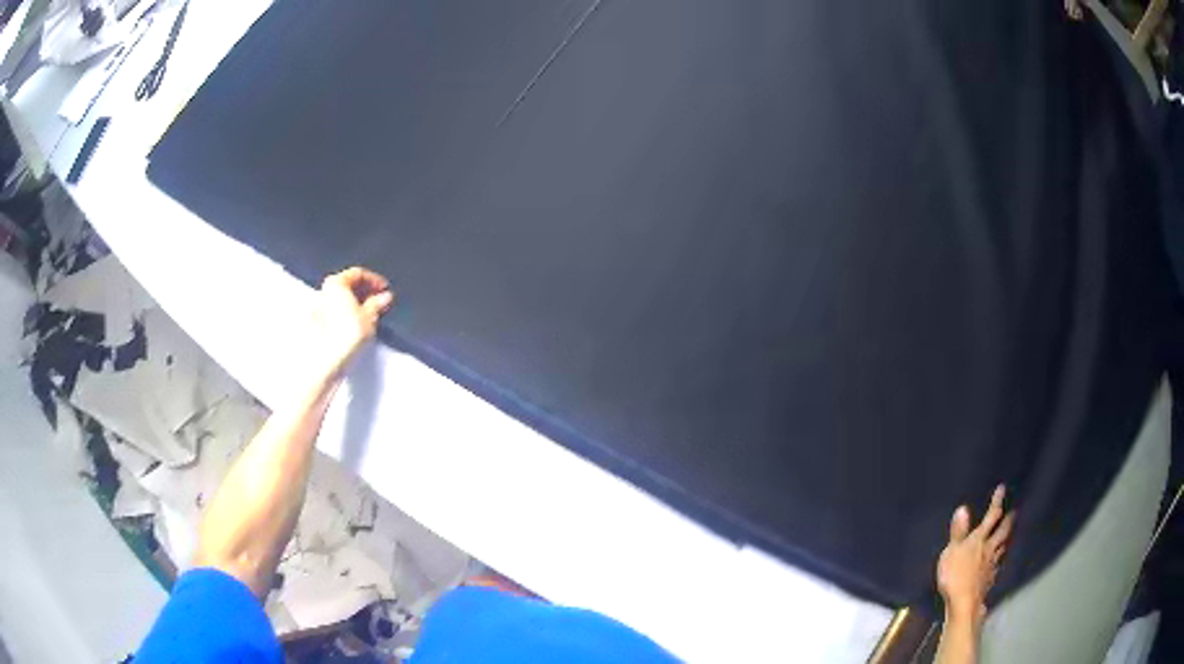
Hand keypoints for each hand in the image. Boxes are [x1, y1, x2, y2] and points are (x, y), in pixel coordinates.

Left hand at [308, 267, 394, 385]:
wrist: (328, 361)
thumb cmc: (346, 336)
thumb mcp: (369, 317)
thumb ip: (377, 303)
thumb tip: (385, 297)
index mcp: (336, 282)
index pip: (358, 273)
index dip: (374, 280)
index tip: (384, 289)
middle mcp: (324, 291)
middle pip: (347, 284)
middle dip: (364, 291)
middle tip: (379, 300)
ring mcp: (318, 307)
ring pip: (340, 298)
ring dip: (356, 302)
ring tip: (370, 313)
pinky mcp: (317, 322)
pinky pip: (335, 310)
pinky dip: (347, 311)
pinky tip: (357, 323)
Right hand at [937, 485, 1014, 625]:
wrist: (965, 602)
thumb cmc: (955, 575)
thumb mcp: (951, 552)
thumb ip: (958, 532)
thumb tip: (963, 508)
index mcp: (979, 539)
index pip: (991, 516)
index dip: (997, 502)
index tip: (1002, 489)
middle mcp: (990, 548)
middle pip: (1002, 531)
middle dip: (1007, 521)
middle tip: (1014, 512)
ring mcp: (992, 564)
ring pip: (1002, 548)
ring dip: (1005, 540)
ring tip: (1008, 536)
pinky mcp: (990, 579)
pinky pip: (997, 565)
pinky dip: (998, 560)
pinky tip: (997, 563)